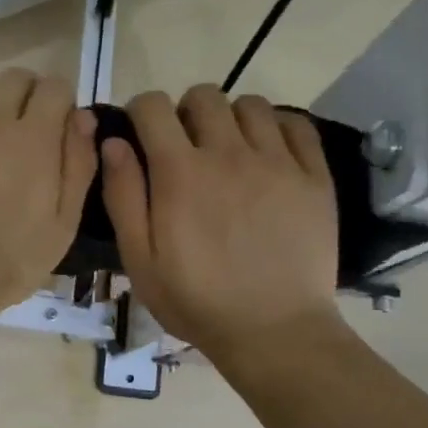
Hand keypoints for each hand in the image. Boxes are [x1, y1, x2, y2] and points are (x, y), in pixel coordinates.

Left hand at [0, 69, 97, 326]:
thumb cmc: (5, 264)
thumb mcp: (62, 228)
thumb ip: (78, 166)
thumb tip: (81, 116)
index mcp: (32, 140)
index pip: (55, 88)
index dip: (57, 106)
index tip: (50, 128)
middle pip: (17, 78)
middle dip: (24, 100)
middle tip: (15, 132)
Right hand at [100, 85, 341, 360]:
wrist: (274, 331)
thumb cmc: (196, 301)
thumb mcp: (140, 260)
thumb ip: (123, 196)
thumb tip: (113, 142)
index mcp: (180, 172)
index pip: (153, 106)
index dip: (141, 112)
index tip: (143, 134)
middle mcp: (228, 154)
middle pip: (204, 96)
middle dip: (186, 112)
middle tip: (187, 147)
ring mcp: (277, 162)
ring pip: (251, 104)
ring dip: (232, 119)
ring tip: (230, 151)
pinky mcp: (314, 177)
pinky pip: (296, 124)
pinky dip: (278, 128)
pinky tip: (269, 154)